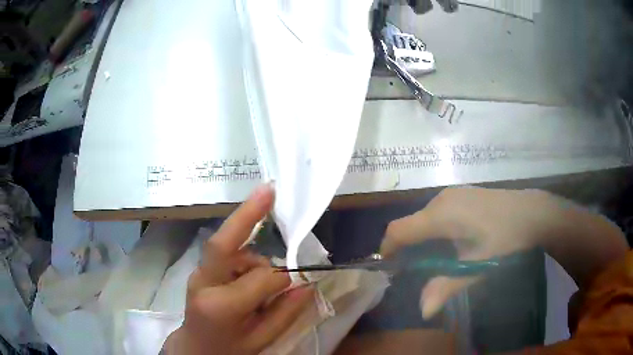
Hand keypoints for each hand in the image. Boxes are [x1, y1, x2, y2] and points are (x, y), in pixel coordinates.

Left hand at [163, 184, 314, 354]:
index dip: (285, 277)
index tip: (302, 280)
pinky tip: (249, 276)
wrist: (195, 348)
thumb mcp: (261, 339)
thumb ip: (285, 313)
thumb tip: (307, 284)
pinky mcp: (200, 268)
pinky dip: (244, 256)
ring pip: (229, 246)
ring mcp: (198, 273)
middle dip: (248, 214)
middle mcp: (203, 283)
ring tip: (264, 281)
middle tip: (269, 189)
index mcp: (220, 306)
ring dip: (253, 253)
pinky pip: (226, 252)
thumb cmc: (229, 348)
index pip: (261, 279)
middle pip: (223, 243)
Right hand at [380, 187, 556, 319]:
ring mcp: (452, 194)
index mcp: (442, 215)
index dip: (388, 249)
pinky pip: (435, 212)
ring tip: (434, 260)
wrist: (533, 211)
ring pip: (422, 218)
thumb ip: (448, 286)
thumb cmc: (506, 238)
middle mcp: (441, 200)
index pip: (399, 229)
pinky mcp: (460, 195)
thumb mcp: (478, 265)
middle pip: (410, 224)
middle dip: (406, 248)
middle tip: (416, 272)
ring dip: (420, 239)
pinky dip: (432, 229)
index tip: (390, 270)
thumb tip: (423, 312)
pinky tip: (451, 242)